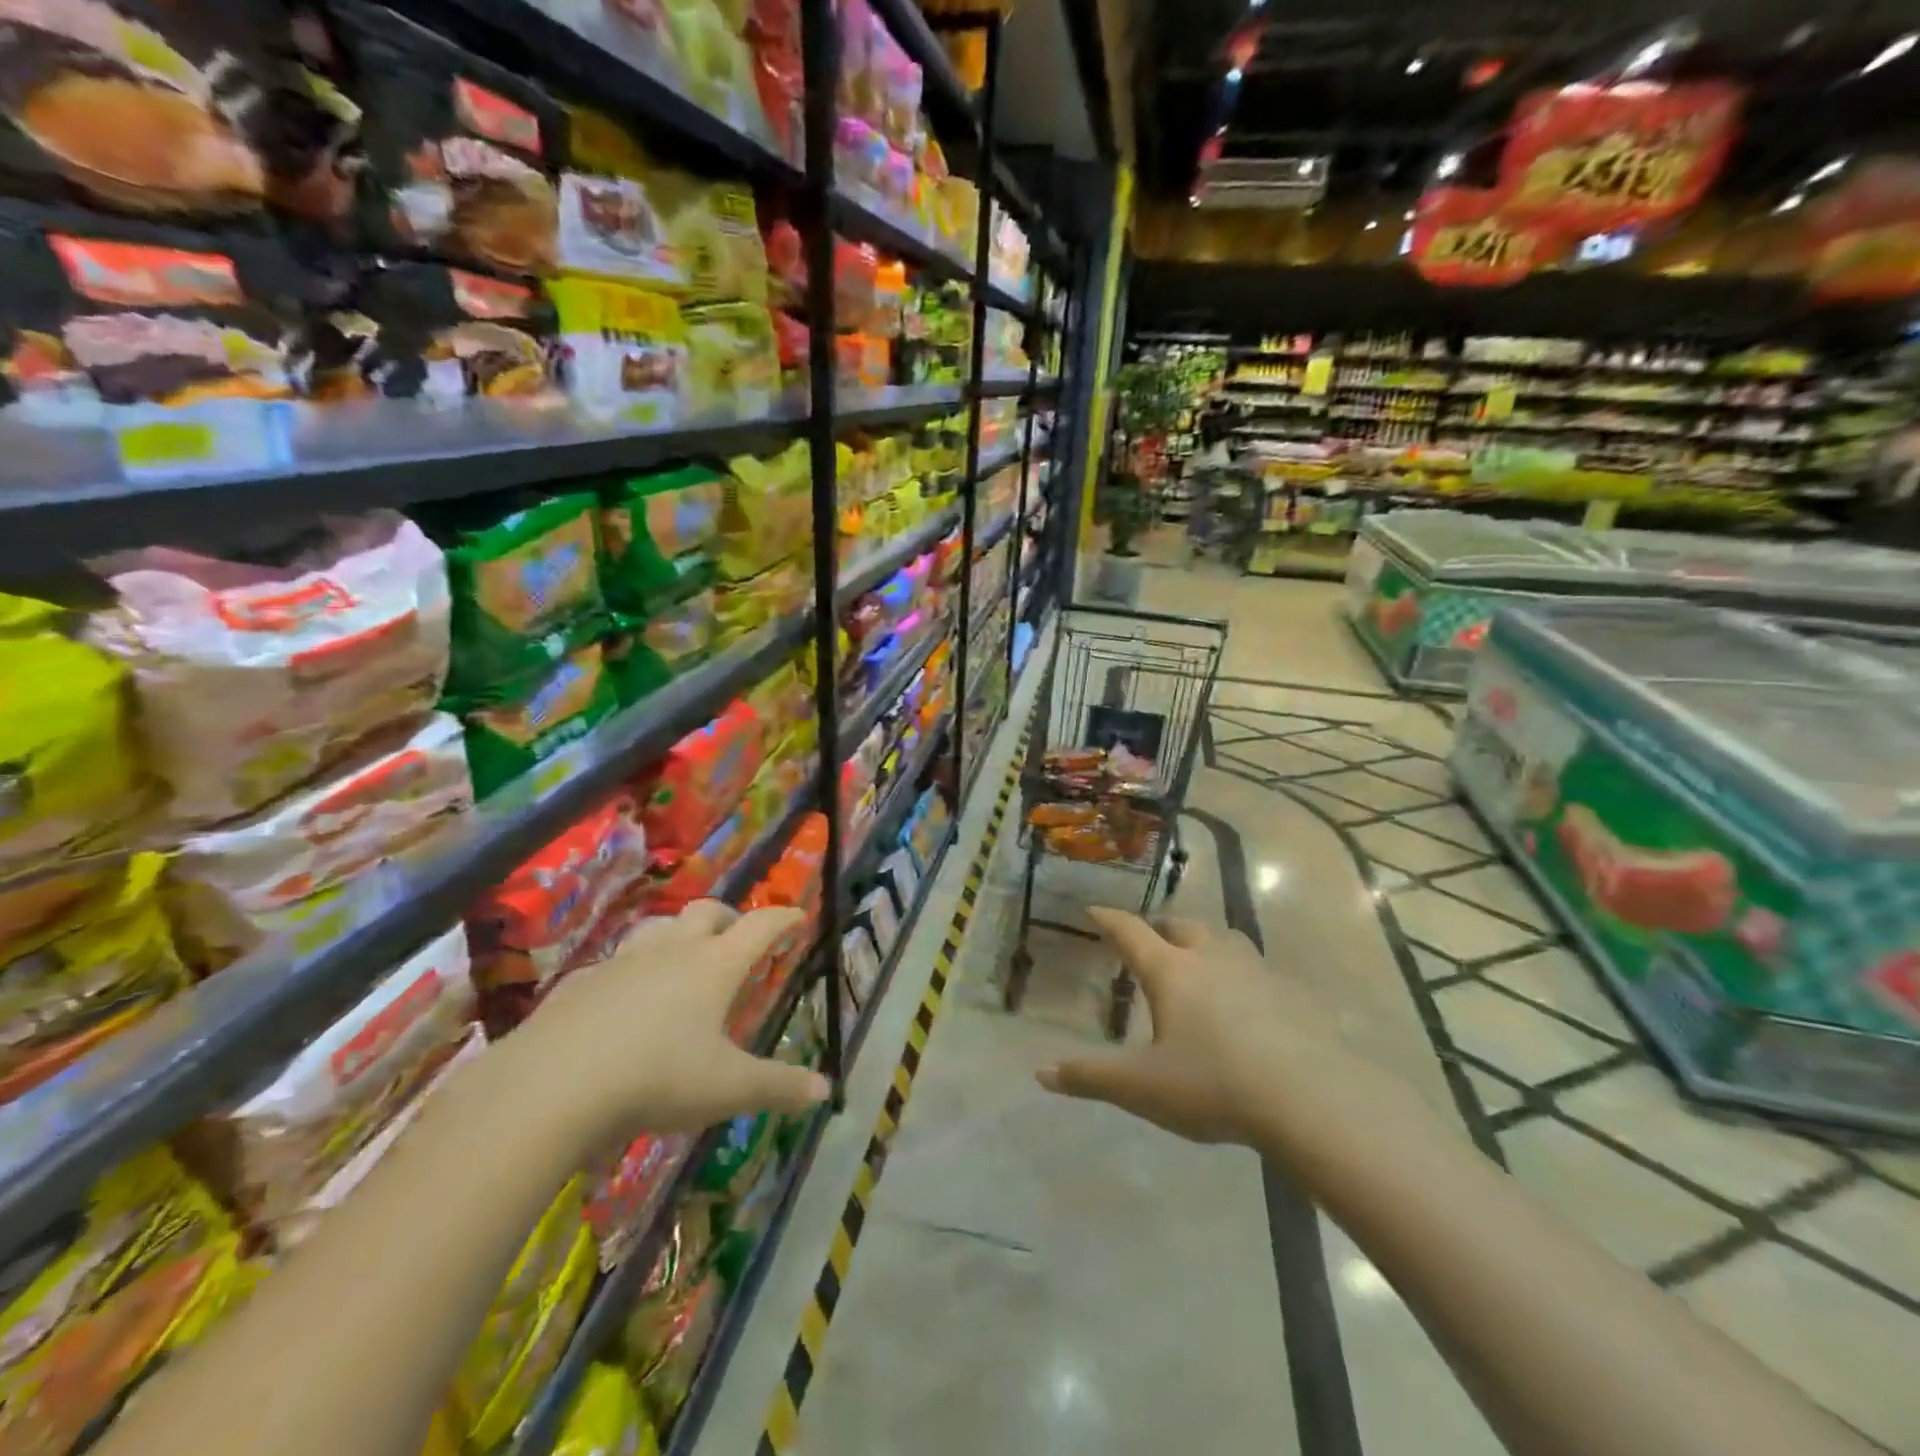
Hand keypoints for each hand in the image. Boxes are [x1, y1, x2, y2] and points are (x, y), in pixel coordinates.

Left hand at [491, 902, 829, 1147]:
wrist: (551, 1086)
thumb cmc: (657, 1078)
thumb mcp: (728, 1089)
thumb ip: (779, 1087)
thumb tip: (825, 1089)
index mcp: (715, 965)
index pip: (760, 926)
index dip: (783, 918)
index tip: (798, 915)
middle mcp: (672, 951)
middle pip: (706, 911)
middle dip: (729, 916)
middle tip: (737, 936)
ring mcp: (622, 963)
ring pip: (658, 928)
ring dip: (678, 934)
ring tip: (683, 958)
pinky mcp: (580, 983)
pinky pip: (613, 963)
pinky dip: (630, 970)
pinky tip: (623, 998)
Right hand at [1035, 909, 1362, 1147]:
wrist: (1307, 1098)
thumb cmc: (1213, 1085)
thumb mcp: (1142, 1087)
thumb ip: (1090, 1077)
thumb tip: (1041, 1073)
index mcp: (1171, 971)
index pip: (1131, 932)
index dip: (1110, 919)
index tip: (1094, 910)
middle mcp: (1211, 958)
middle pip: (1181, 926)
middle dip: (1161, 927)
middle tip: (1151, 938)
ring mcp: (1255, 971)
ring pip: (1224, 939)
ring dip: (1205, 941)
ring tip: (1199, 957)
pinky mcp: (1290, 993)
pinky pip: (1258, 968)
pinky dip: (1241, 972)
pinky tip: (1247, 999)